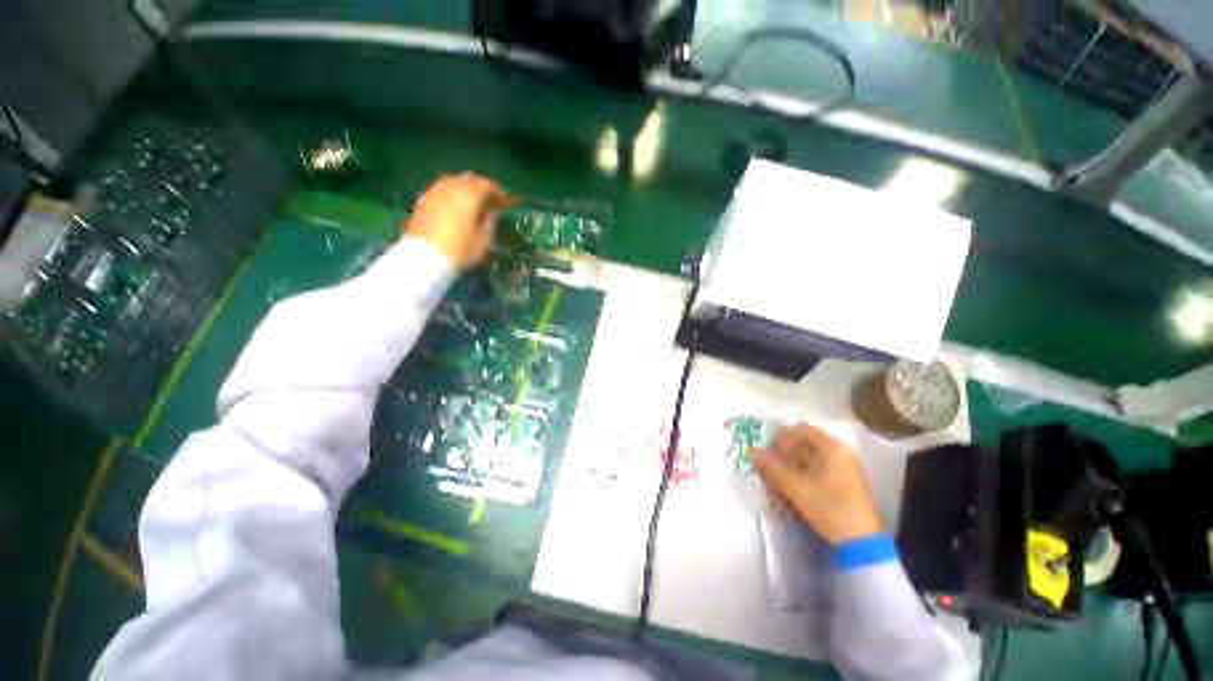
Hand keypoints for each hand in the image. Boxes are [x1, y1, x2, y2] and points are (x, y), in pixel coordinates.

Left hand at [404, 174, 503, 267]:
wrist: (424, 257)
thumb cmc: (460, 250)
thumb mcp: (484, 240)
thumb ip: (491, 221)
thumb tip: (492, 211)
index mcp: (468, 195)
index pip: (486, 184)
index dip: (497, 191)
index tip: (504, 200)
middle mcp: (450, 187)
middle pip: (468, 179)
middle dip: (480, 187)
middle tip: (489, 199)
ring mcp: (434, 192)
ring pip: (453, 182)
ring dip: (465, 188)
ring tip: (472, 202)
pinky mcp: (423, 200)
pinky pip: (442, 190)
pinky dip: (451, 194)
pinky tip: (455, 206)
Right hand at [753, 422, 884, 544]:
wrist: (862, 542)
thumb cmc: (829, 507)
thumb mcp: (795, 487)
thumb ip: (771, 467)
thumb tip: (751, 451)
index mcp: (831, 446)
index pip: (799, 429)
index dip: (781, 439)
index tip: (771, 457)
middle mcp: (840, 451)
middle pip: (804, 442)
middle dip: (785, 455)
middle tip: (772, 471)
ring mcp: (846, 466)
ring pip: (811, 457)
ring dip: (792, 466)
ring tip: (781, 484)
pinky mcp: (847, 482)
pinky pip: (819, 469)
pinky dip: (804, 475)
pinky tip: (796, 491)